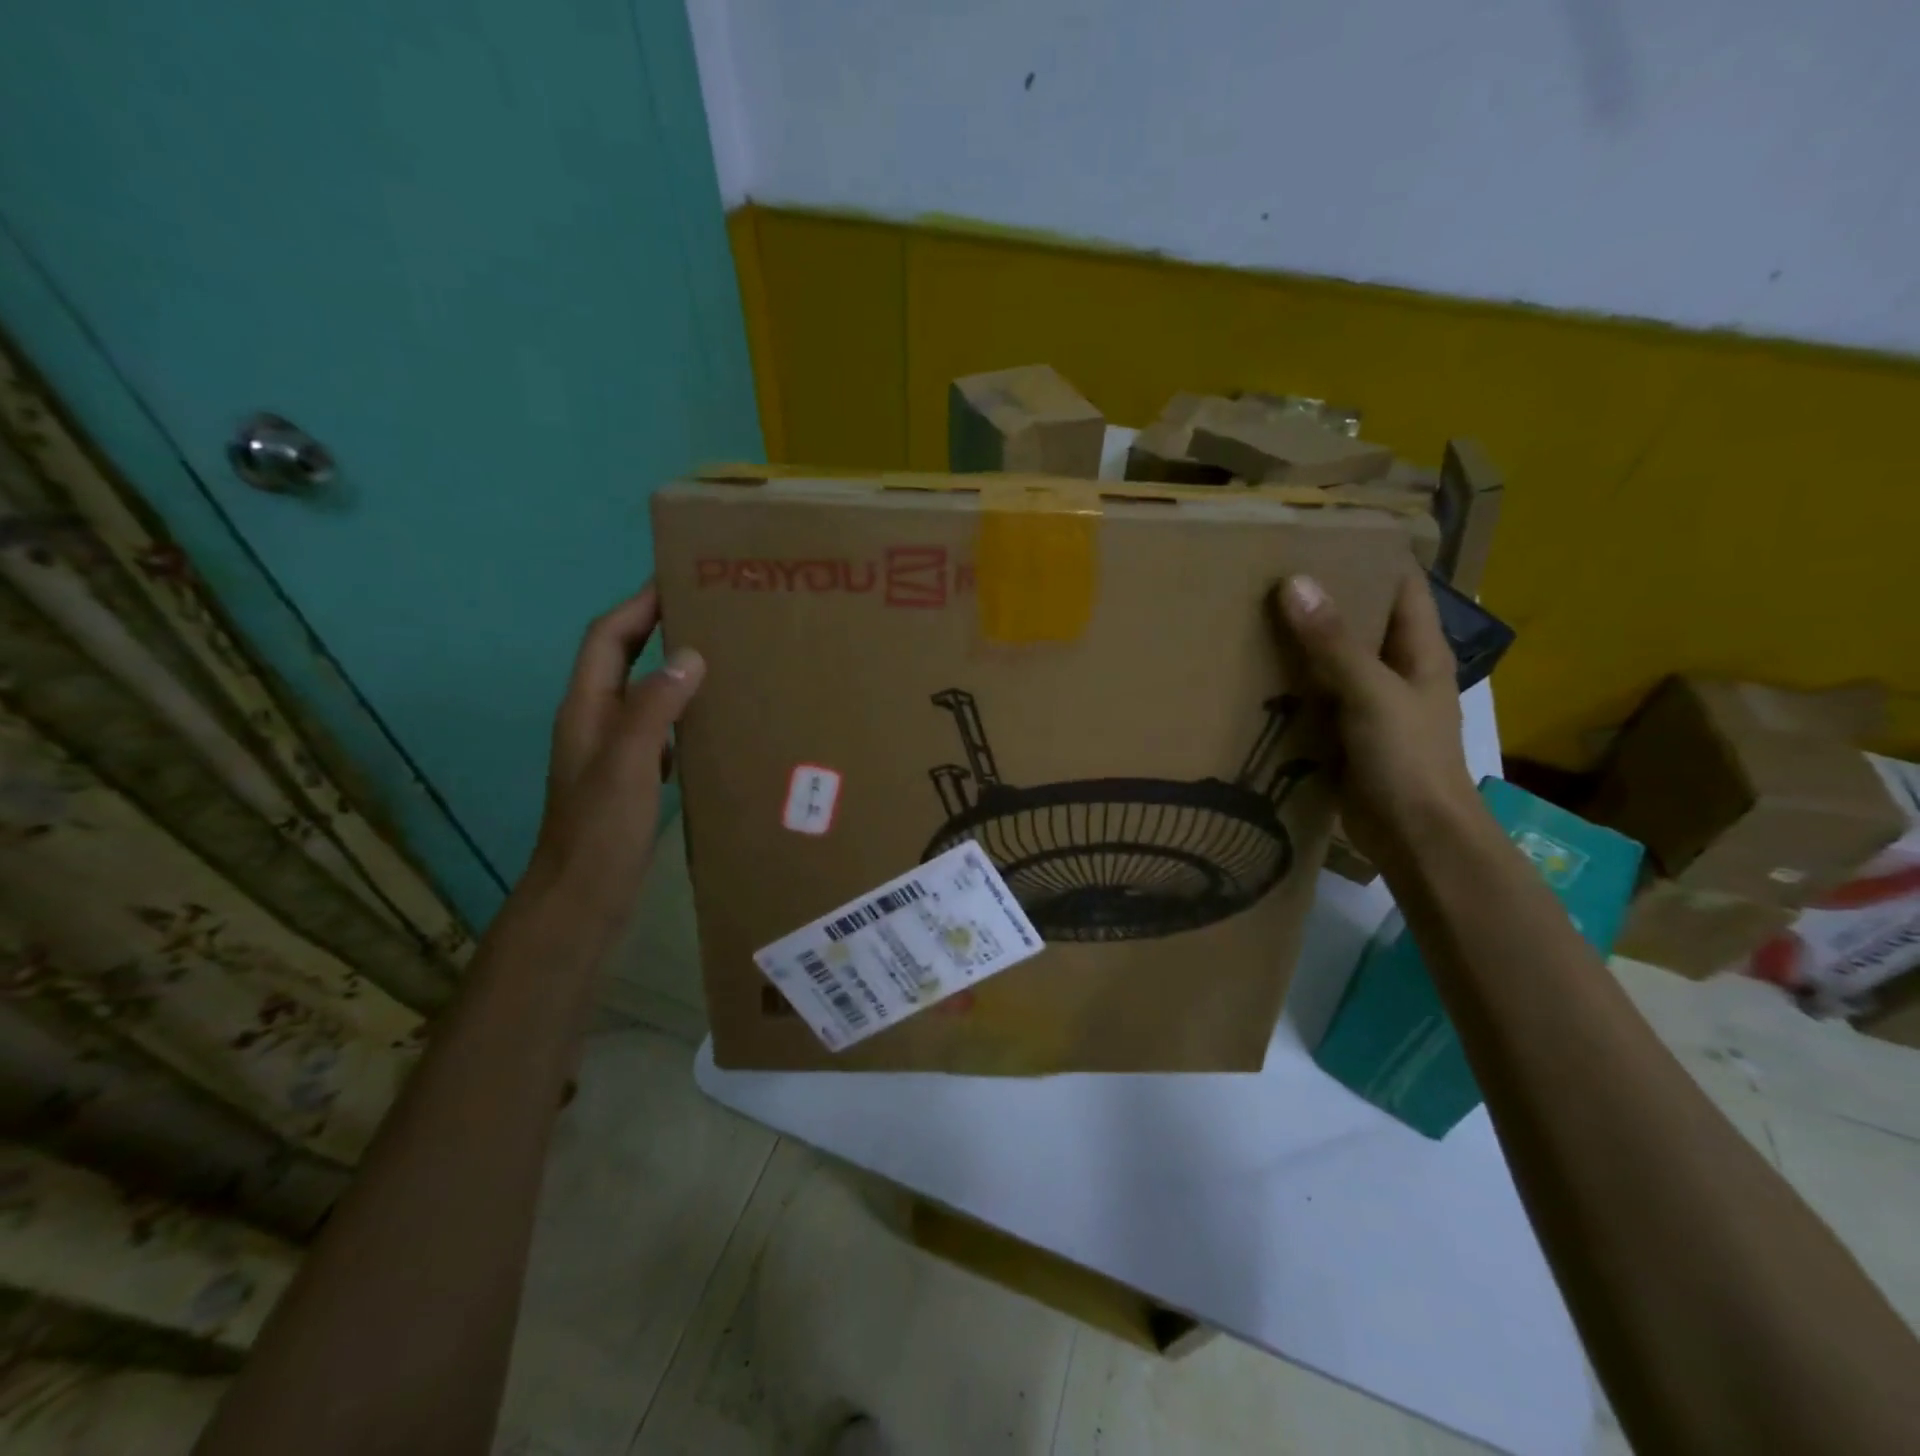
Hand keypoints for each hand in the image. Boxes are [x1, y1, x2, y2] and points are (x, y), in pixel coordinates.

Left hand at [526, 583, 704, 923]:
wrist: (582, 897)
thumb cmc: (600, 830)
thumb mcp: (627, 765)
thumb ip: (653, 708)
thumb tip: (689, 655)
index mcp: (587, 709)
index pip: (607, 638)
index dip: (637, 604)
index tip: (677, 578)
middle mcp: (596, 720)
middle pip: (623, 658)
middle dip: (657, 626)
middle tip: (710, 612)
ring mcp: (612, 750)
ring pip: (643, 692)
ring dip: (673, 667)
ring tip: (721, 655)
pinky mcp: (631, 775)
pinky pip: (659, 726)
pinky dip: (683, 709)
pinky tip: (714, 718)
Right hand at [1273, 570, 1479, 865]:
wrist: (1415, 839)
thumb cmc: (1408, 759)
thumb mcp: (1372, 694)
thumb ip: (1332, 643)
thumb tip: (1293, 582)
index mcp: (1419, 650)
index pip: (1400, 585)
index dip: (1369, 556)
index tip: (1319, 534)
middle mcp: (1394, 670)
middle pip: (1358, 621)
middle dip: (1320, 598)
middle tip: (1264, 574)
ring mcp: (1367, 705)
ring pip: (1329, 662)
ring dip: (1296, 644)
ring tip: (1246, 616)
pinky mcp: (1341, 736)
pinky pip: (1311, 700)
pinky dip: (1286, 687)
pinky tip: (1249, 676)